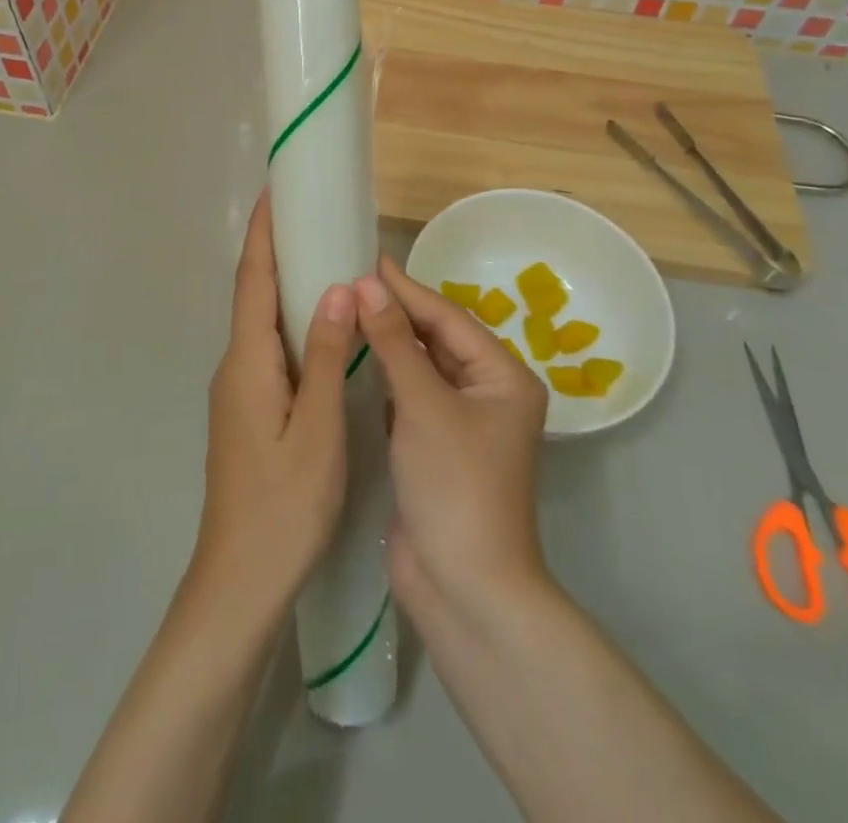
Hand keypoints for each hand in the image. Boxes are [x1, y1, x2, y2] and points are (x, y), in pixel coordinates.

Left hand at [192, 192, 356, 610]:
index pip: (253, 280)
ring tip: (322, 256)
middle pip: (255, 294)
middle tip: (311, 214)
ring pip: (264, 323)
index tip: (275, 189)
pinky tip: (323, 327)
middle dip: (276, 249)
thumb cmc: (283, 506)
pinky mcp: (250, 411)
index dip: (263, 232)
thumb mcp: (317, 430)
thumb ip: (328, 357)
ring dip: (285, 285)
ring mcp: (240, 391)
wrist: (239, 582)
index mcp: (248, 362)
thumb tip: (337, 288)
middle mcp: (236, 367)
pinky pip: (272, 349)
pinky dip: (293, 322)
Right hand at [355, 258, 549, 617]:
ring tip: (345, 306)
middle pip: (435, 338)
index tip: (366, 258)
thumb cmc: (455, 485)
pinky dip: (383, 375)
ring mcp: (460, 421)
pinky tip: (354, 355)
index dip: (405, 288)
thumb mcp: (424, 405)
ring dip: (386, 341)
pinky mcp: (434, 445)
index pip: (447, 317)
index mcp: (502, 376)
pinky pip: (409, 395)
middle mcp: (487, 392)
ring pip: (420, 366)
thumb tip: (365, 284)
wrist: (465, 590)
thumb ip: (393, 342)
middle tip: (348, 278)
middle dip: (394, 311)